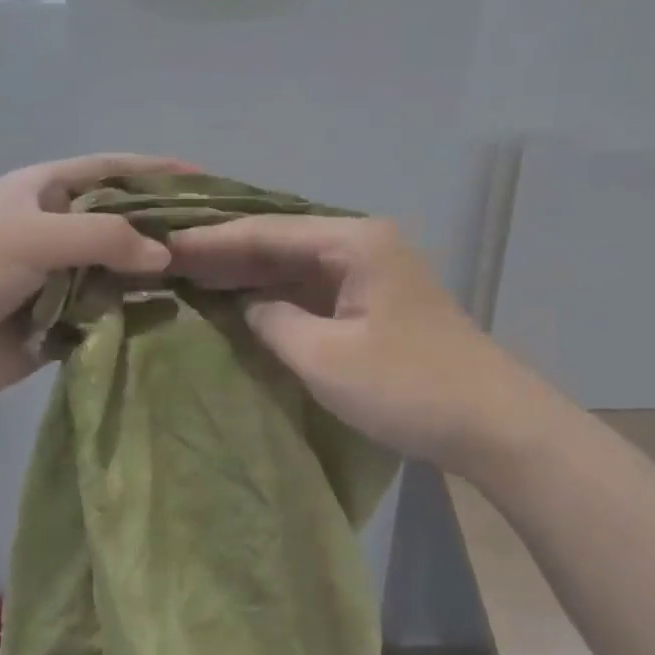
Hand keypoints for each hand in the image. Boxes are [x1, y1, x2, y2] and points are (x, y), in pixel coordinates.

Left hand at [0, 153, 193, 411]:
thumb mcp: (36, 235)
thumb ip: (106, 239)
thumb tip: (166, 258)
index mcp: (45, 191)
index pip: (112, 170)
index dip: (157, 171)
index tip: (205, 179)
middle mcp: (58, 230)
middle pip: (124, 223)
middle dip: (164, 228)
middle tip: (217, 237)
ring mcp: (62, 279)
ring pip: (122, 271)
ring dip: (155, 275)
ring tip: (208, 277)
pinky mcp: (63, 323)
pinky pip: (110, 314)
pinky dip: (137, 314)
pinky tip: (173, 314)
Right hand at [169, 216, 552, 474]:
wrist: (493, 422)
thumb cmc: (407, 386)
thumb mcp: (325, 358)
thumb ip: (272, 321)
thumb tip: (246, 304)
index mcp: (352, 241)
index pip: (266, 232)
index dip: (212, 241)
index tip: (162, 246)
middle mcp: (361, 243)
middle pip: (281, 242)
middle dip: (226, 254)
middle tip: (165, 261)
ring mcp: (371, 272)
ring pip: (296, 265)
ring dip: (249, 275)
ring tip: (189, 278)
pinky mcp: (375, 302)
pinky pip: (314, 289)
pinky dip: (278, 297)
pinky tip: (241, 304)